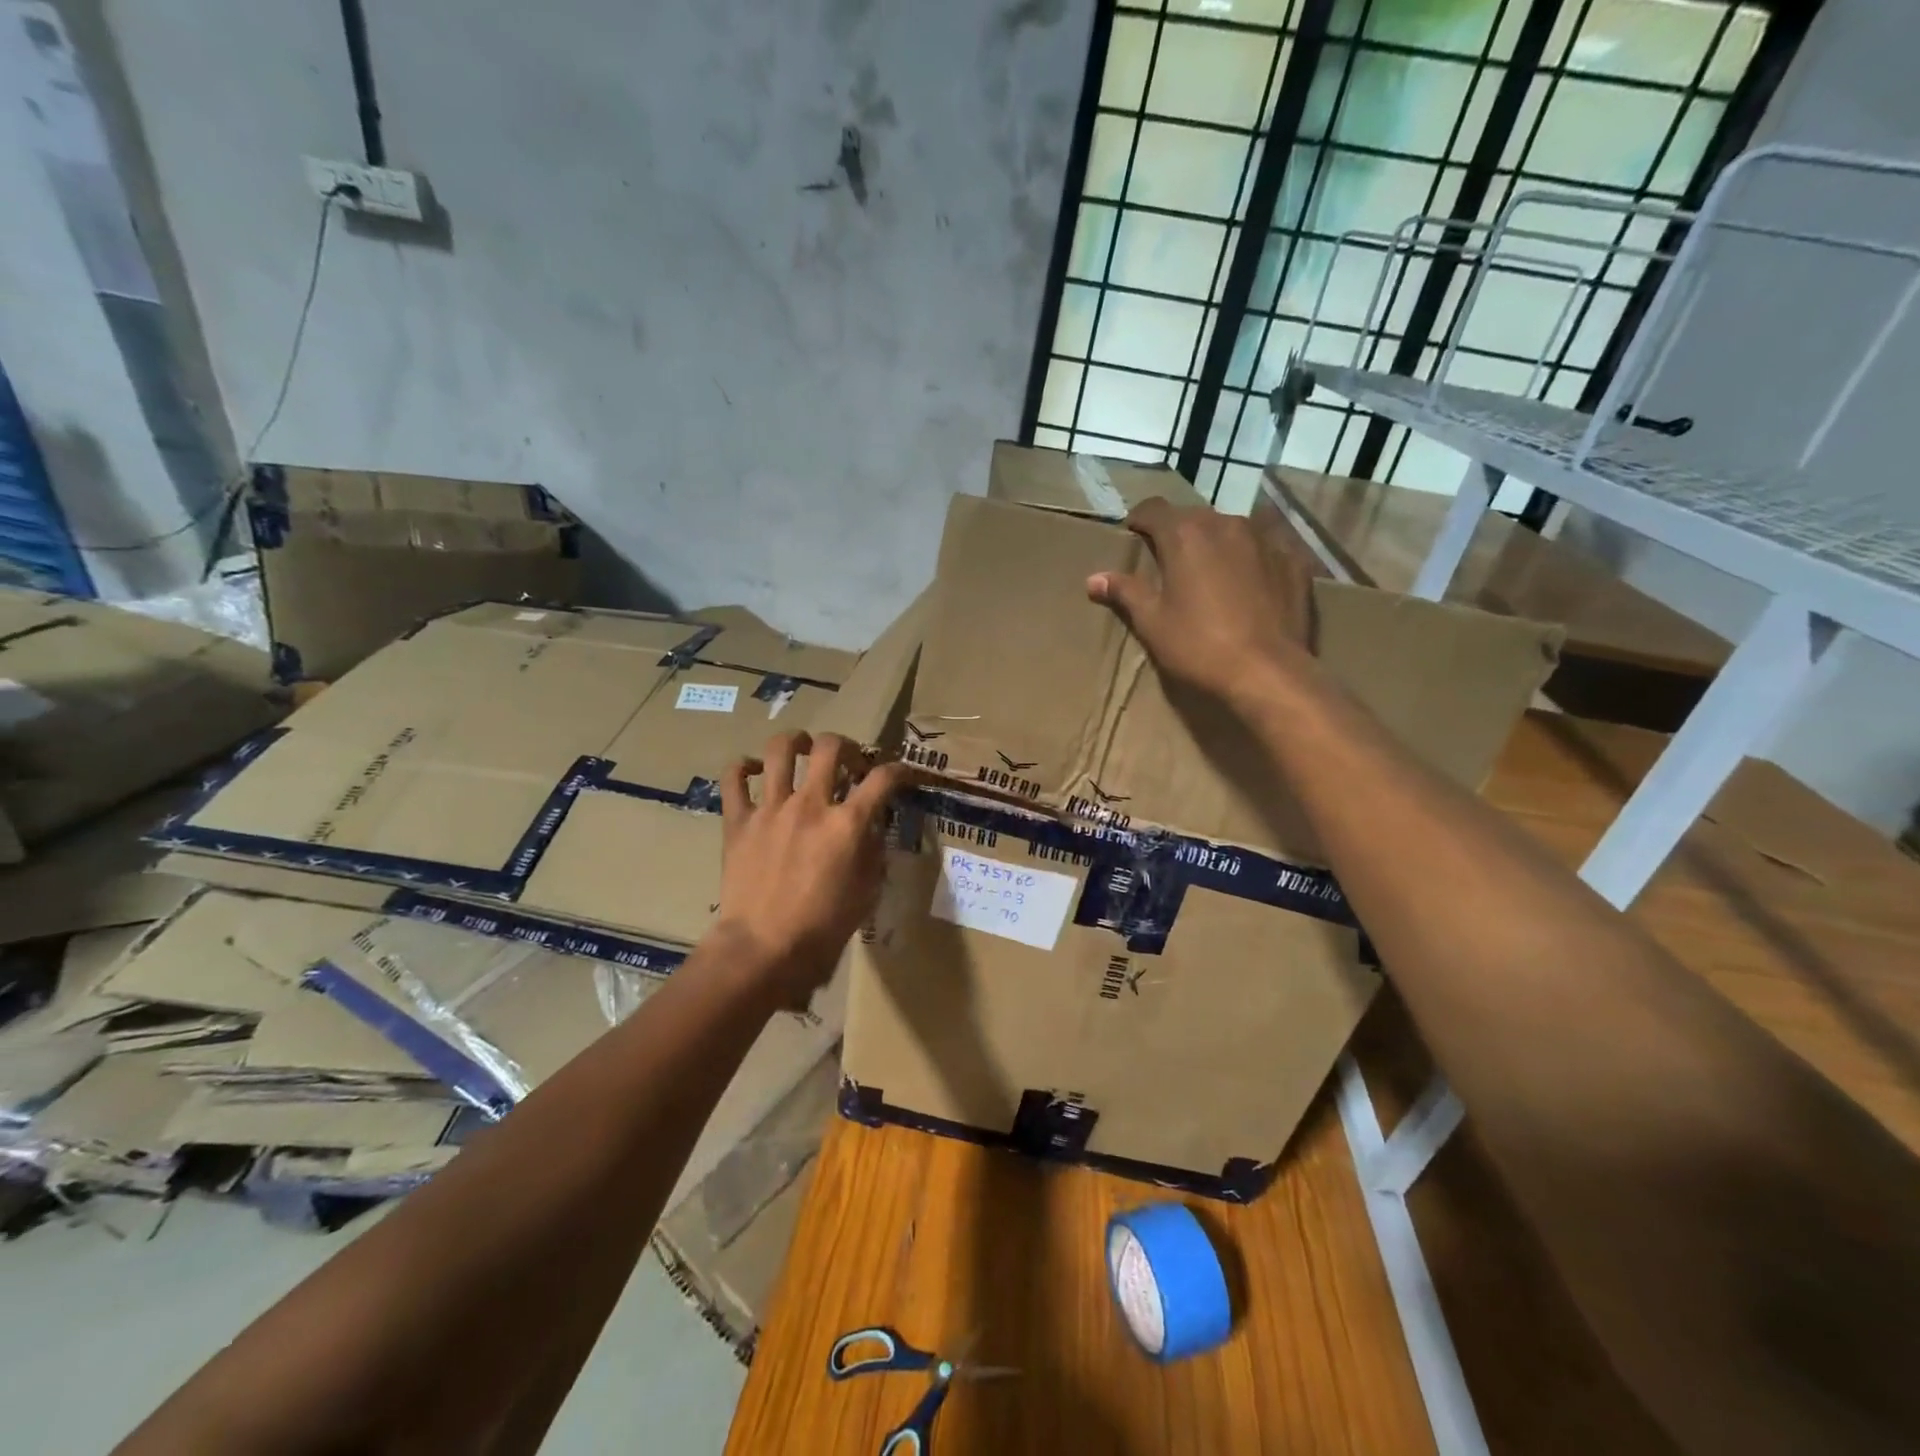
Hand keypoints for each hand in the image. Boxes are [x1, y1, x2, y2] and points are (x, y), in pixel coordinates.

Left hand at [713, 731, 909, 1006]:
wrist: (762, 949)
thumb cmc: (822, 928)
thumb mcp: (866, 893)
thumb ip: (872, 853)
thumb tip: (871, 828)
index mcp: (847, 824)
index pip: (883, 779)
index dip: (900, 769)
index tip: (902, 773)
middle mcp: (810, 805)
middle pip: (830, 747)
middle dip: (845, 745)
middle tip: (847, 760)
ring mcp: (770, 809)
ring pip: (779, 750)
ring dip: (795, 742)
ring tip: (801, 748)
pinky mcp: (738, 821)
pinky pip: (733, 779)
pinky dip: (742, 768)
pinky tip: (753, 771)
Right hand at [1087, 497, 1315, 709]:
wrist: (1267, 671)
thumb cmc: (1198, 646)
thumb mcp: (1152, 622)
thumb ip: (1125, 592)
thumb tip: (1094, 578)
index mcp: (1184, 534)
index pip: (1153, 509)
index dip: (1139, 521)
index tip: (1133, 538)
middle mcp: (1225, 524)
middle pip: (1193, 517)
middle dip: (1178, 534)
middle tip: (1169, 564)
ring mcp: (1264, 539)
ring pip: (1230, 529)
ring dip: (1215, 544)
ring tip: (1210, 574)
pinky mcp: (1293, 559)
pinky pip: (1264, 547)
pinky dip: (1250, 558)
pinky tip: (1249, 584)